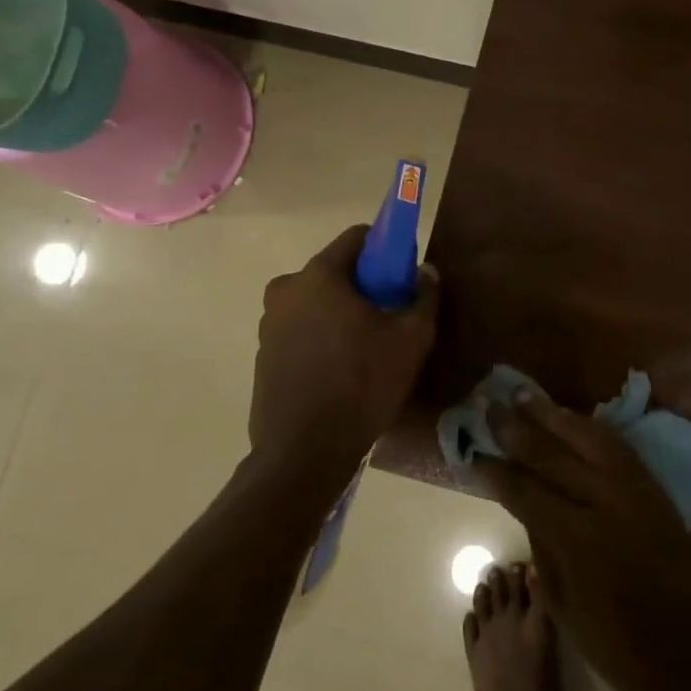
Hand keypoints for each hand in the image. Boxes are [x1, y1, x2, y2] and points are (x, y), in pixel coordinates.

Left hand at [251, 226, 439, 489]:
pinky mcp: (264, 354)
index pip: (356, 237)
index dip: (385, 248)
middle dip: (363, 284)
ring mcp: (269, 323)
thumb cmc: (361, 384)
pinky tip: (341, 369)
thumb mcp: (411, 339)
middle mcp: (286, 290)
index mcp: (319, 275)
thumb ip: (424, 296)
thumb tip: (426, 272)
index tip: (402, 275)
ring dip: (341, 312)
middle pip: (335, 270)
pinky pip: (301, 329)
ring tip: (367, 348)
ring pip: (317, 301)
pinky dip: (322, 336)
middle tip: (389, 316)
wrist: (304, 452)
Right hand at [483, 393, 690, 690]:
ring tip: (526, 395)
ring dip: (554, 414)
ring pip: (588, 437)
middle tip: (490, 406)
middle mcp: (605, 502)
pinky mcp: (653, 488)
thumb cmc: (620, 645)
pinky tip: (573, 418)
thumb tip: (526, 506)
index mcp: (578, 539)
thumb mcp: (564, 606)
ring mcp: (633, 490)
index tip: (473, 455)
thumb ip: (543, 548)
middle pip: (553, 455)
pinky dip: (590, 427)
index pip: (526, 492)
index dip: (497, 473)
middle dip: (517, 430)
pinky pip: (616, 445)